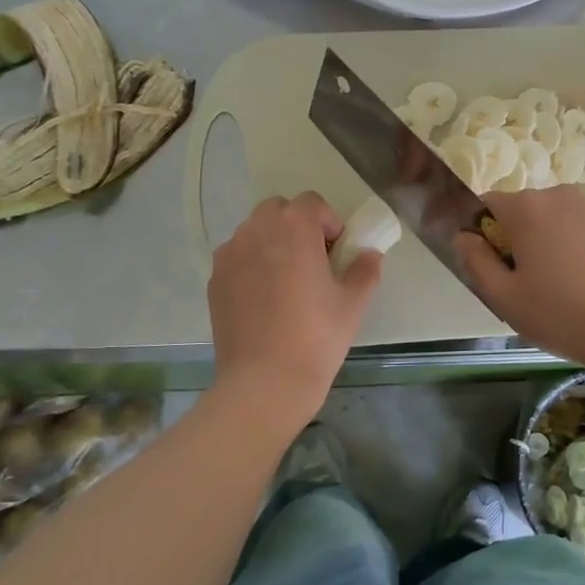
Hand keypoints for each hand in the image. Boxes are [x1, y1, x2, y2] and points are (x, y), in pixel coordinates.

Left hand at [209, 192, 383, 420]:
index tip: (337, 253)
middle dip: (298, 226)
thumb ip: (365, 269)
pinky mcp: (215, 279)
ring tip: (287, 282)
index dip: (329, 223)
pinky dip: (252, 265)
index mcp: (293, 228)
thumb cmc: (317, 337)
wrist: (265, 382)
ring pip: (254, 232)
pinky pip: (238, 257)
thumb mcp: (353, 303)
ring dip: (273, 243)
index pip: (312, 203)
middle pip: (278, 210)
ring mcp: (230, 255)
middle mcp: (256, 231)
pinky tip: (265, 300)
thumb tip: (369, 255)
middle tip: (314, 262)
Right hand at [454, 186, 584, 371]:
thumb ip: (475, 261)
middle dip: (512, 240)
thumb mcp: (504, 296)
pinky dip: (566, 249)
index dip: (480, 235)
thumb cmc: (561, 313)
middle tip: (519, 286)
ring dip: (540, 245)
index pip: (485, 205)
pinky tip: (577, 285)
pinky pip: (572, 230)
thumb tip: (464, 237)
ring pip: (547, 222)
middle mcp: (557, 195)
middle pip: (518, 212)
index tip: (490, 268)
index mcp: (526, 207)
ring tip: (551, 288)